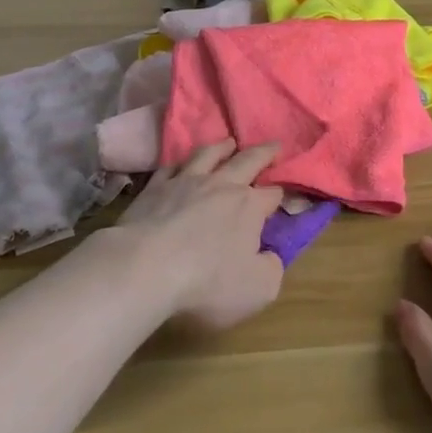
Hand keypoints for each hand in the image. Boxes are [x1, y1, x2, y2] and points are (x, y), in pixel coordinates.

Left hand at [109, 140, 284, 332]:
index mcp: (249, 207)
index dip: (282, 193)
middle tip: (274, 145)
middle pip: (247, 161)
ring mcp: (185, 182)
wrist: (146, 268)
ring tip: (229, 142)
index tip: (286, 192)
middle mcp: (221, 185)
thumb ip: (271, 269)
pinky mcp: (154, 188)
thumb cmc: (207, 283)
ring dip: (222, 147)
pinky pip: (171, 167)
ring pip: (208, 154)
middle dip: (264, 153)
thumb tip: (270, 255)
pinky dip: (180, 163)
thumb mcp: (258, 289)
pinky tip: (181, 164)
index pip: (272, 194)